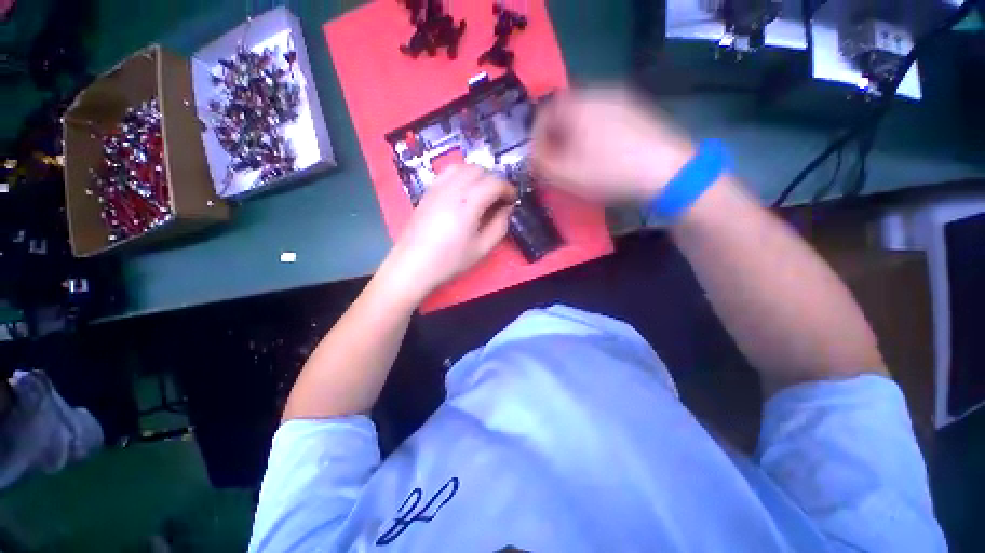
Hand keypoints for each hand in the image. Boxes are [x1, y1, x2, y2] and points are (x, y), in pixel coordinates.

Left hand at [379, 164, 516, 304]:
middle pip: (479, 169)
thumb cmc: (449, 260)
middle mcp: (452, 188)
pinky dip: (461, 176)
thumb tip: (507, 209)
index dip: (508, 188)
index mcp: (468, 203)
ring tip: (481, 194)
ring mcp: (437, 188)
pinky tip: (462, 193)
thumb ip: (500, 226)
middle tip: (498, 199)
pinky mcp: (427, 191)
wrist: (413, 265)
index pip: (494, 182)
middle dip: (494, 180)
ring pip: (462, 167)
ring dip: (477, 175)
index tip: (512, 200)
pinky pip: (447, 173)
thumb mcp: (482, 249)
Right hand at [532, 89, 694, 201]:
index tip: (540, 160)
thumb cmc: (608, 172)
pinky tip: (604, 155)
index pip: (543, 114)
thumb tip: (532, 155)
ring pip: (586, 115)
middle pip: (565, 112)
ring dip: (575, 136)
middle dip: (556, 138)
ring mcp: (621, 99)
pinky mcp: (638, 111)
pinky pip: (605, 119)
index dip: (536, 138)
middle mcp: (598, 93)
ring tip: (580, 161)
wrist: (666, 171)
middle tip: (558, 162)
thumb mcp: (565, 175)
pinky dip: (596, 135)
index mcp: (576, 105)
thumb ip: (540, 163)